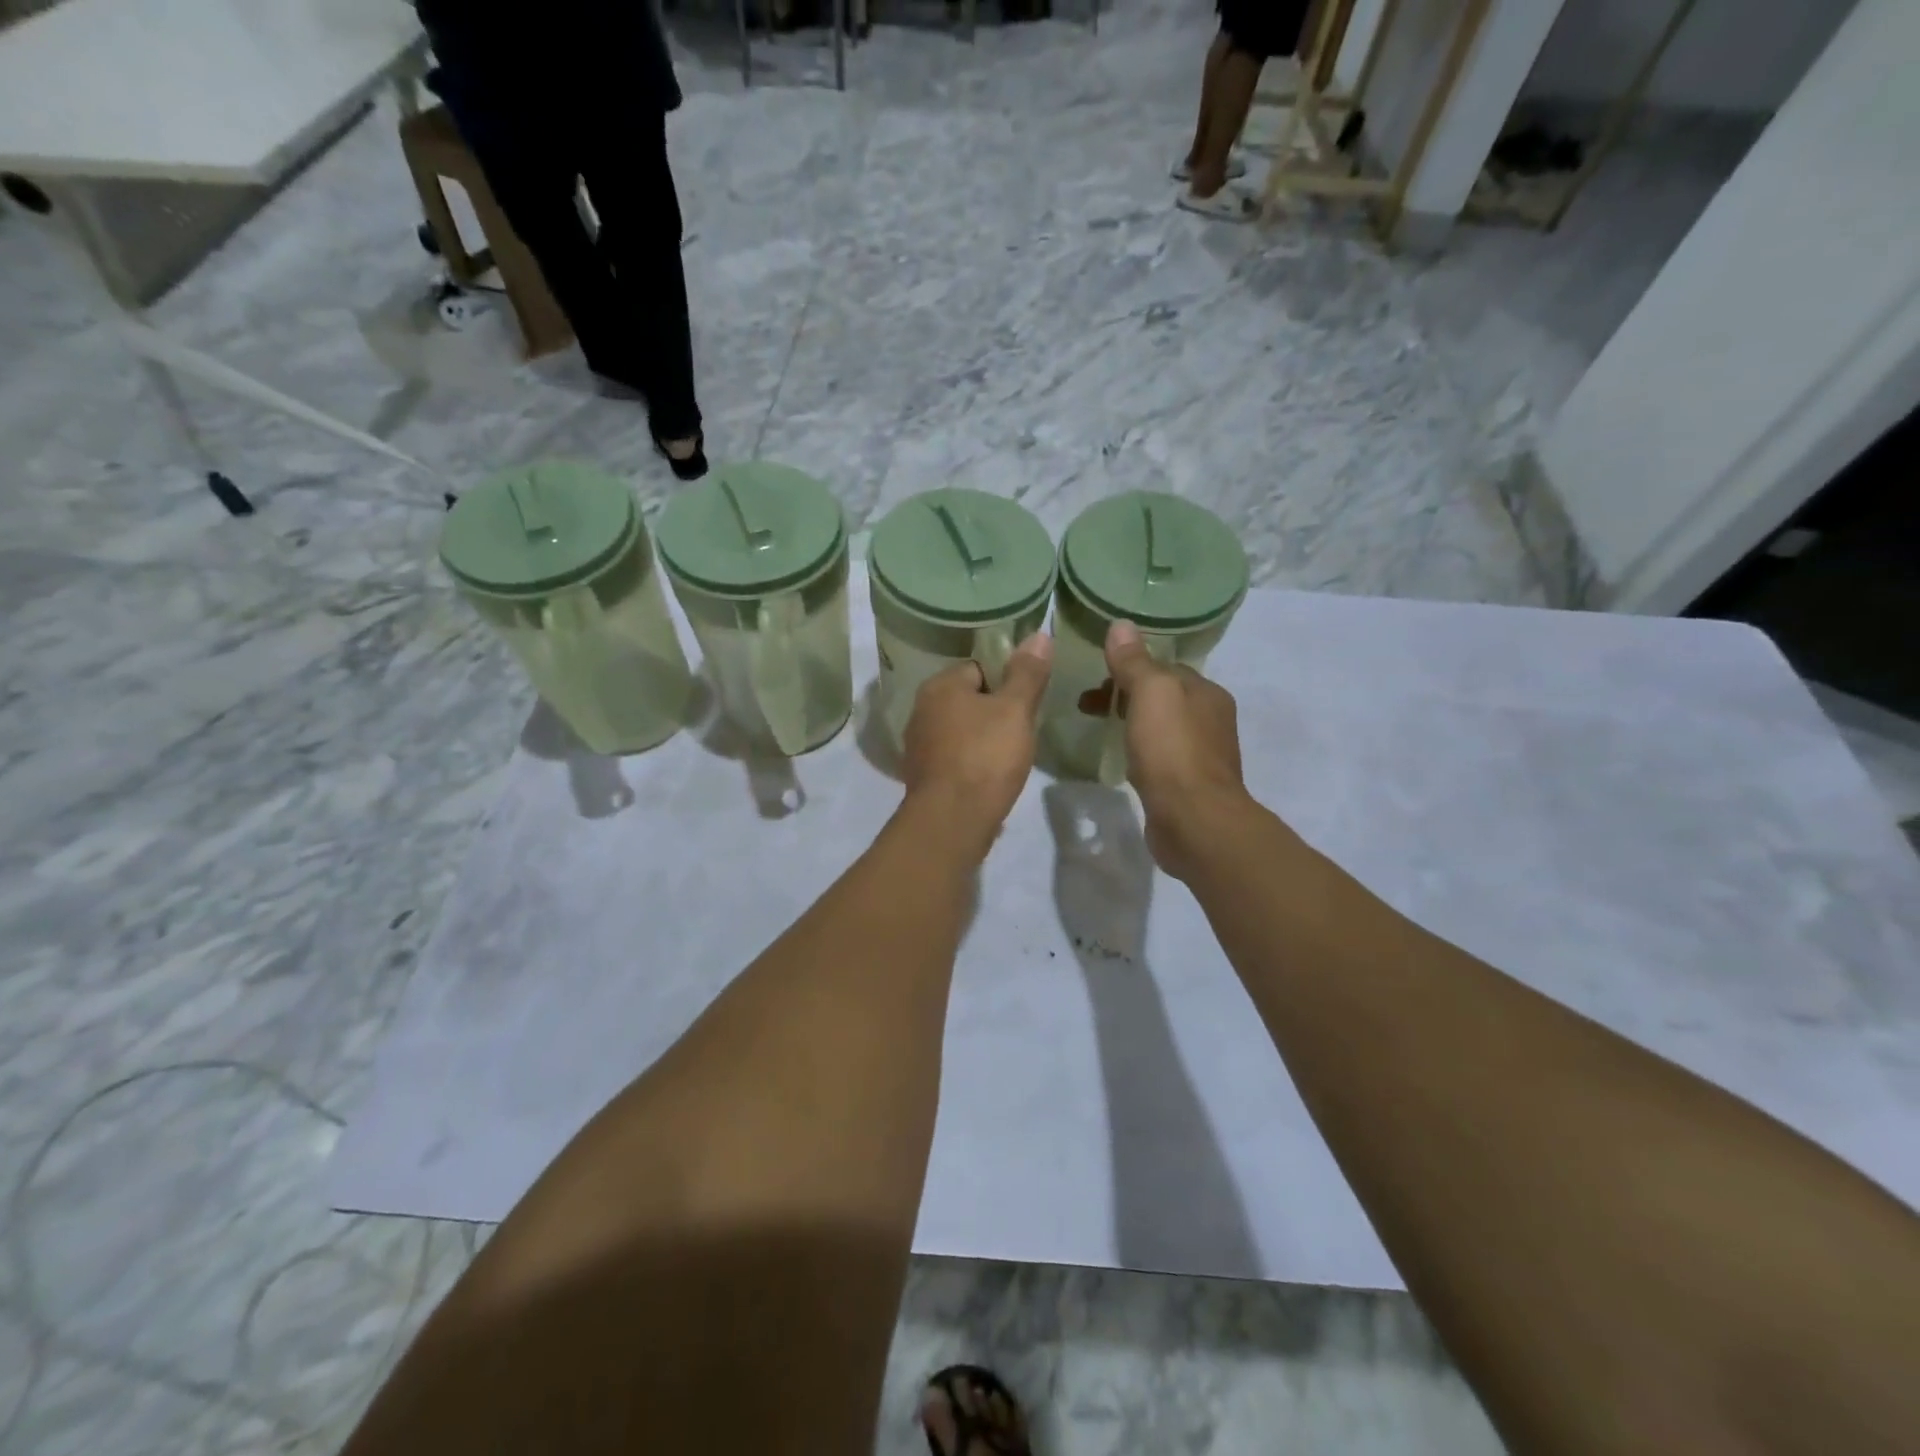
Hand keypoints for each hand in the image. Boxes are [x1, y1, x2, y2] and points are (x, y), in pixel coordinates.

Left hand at [900, 633, 1052, 856]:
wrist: (953, 821)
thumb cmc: (985, 757)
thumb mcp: (1015, 710)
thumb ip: (1027, 673)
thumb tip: (1039, 634)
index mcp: (939, 686)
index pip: (979, 667)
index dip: (1007, 680)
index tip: (1028, 701)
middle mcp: (921, 710)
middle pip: (968, 699)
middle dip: (995, 712)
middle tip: (1023, 729)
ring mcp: (919, 746)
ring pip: (961, 730)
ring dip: (983, 739)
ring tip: (1010, 755)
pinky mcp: (924, 777)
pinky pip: (955, 758)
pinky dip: (972, 763)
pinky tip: (991, 777)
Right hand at [1104, 621, 1251, 879]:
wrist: (1195, 821)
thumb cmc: (1173, 751)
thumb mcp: (1150, 695)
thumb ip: (1134, 662)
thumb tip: (1120, 625)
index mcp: (1206, 692)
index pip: (1164, 667)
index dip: (1128, 668)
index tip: (1094, 680)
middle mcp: (1211, 719)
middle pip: (1162, 696)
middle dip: (1125, 695)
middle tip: (1087, 707)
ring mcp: (1202, 755)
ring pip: (1161, 727)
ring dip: (1132, 723)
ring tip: (1100, 732)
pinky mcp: (1190, 785)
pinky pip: (1161, 757)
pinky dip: (1141, 752)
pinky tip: (1124, 764)